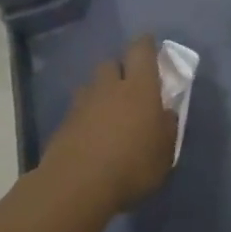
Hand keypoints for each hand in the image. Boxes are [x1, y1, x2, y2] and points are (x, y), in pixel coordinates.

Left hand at [39, 37, 176, 213]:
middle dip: (120, 70)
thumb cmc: (132, 166)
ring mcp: (82, 104)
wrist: (76, 187)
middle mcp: (109, 87)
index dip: (146, 45)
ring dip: (101, 93)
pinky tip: (92, 136)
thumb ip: (167, 128)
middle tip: (130, 88)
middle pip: (111, 64)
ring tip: (109, 114)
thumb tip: (165, 113)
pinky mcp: (63, 124)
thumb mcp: (164, 153)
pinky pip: (78, 110)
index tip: (151, 46)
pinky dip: (86, 116)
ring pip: (92, 86)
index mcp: (140, 88)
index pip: (141, 50)